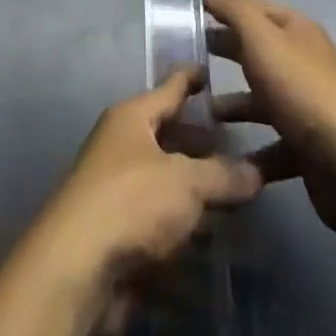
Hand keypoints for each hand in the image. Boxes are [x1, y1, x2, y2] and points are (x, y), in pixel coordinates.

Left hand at [35, 67, 263, 286]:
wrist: (78, 265)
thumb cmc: (131, 202)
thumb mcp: (185, 182)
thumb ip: (222, 176)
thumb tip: (256, 171)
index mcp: (132, 117)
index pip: (168, 89)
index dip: (190, 79)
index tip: (209, 69)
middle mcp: (122, 145)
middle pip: (167, 136)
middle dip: (200, 143)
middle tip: (237, 146)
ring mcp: (118, 189)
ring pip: (165, 180)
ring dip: (195, 189)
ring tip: (234, 195)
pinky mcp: (120, 231)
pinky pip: (159, 220)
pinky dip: (183, 226)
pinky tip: (211, 238)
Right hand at [205, 0, 335, 242]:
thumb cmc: (301, 88)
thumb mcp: (262, 38)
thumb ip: (235, 10)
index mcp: (296, 31)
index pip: (254, 7)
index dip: (225, 4)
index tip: (191, 10)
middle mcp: (302, 63)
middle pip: (257, 50)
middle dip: (226, 49)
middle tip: (189, 55)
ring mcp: (305, 108)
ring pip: (261, 99)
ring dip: (233, 103)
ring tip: (200, 110)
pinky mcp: (306, 149)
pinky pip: (270, 143)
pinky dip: (248, 148)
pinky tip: (223, 154)